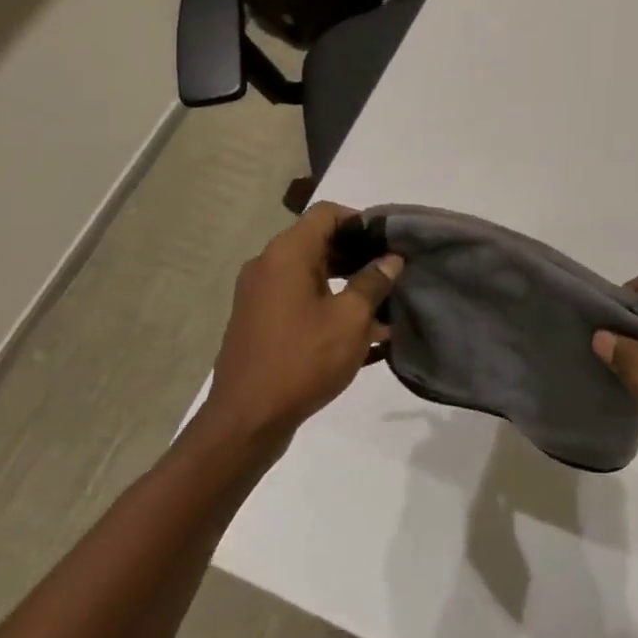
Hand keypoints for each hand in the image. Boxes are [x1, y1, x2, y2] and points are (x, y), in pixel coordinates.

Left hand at [201, 203, 401, 458]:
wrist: (245, 423)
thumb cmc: (303, 360)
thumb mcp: (351, 320)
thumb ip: (374, 282)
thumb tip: (391, 259)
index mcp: (286, 254)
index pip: (327, 214)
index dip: (361, 221)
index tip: (389, 242)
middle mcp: (267, 265)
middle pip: (318, 242)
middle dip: (357, 255)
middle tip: (391, 273)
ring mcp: (258, 295)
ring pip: (310, 273)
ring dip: (345, 283)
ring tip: (381, 306)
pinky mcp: (258, 321)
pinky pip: (298, 298)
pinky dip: (326, 304)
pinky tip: (357, 331)